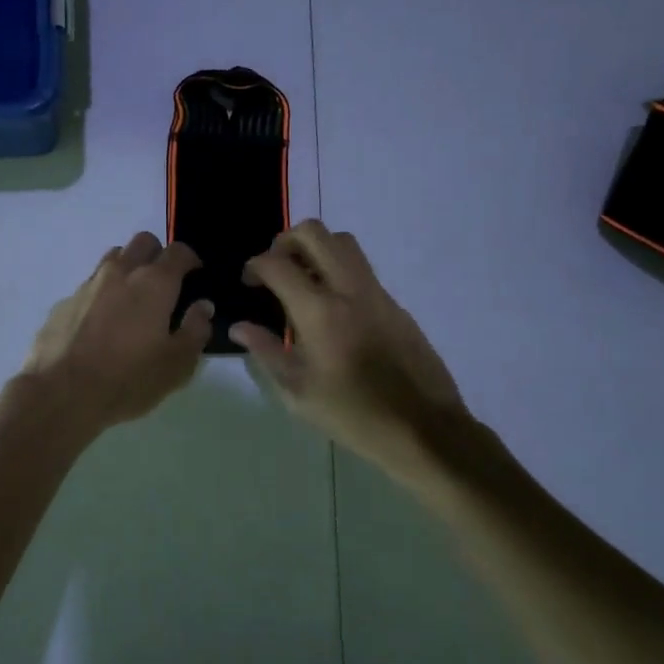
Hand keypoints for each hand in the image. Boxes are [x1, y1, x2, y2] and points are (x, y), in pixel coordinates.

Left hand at [20, 233, 212, 433]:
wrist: (60, 394)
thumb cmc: (128, 379)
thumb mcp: (176, 365)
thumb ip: (195, 330)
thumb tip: (203, 306)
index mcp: (154, 283)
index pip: (179, 251)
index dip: (191, 260)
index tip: (195, 277)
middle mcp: (121, 272)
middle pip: (143, 242)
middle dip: (158, 255)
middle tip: (164, 285)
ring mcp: (88, 284)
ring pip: (113, 258)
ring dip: (128, 268)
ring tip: (132, 301)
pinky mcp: (64, 301)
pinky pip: (90, 286)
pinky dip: (102, 294)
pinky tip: (100, 325)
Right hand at [232, 221, 476, 480]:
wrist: (424, 429)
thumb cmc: (353, 415)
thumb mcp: (298, 392)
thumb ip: (266, 351)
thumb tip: (239, 326)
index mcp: (320, 312)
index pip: (277, 264)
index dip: (255, 265)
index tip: (249, 282)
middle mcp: (349, 290)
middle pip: (314, 233)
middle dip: (285, 241)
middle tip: (275, 268)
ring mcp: (377, 293)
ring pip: (343, 242)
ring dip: (316, 249)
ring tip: (302, 281)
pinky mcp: (395, 304)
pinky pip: (361, 269)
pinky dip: (338, 270)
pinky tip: (332, 308)